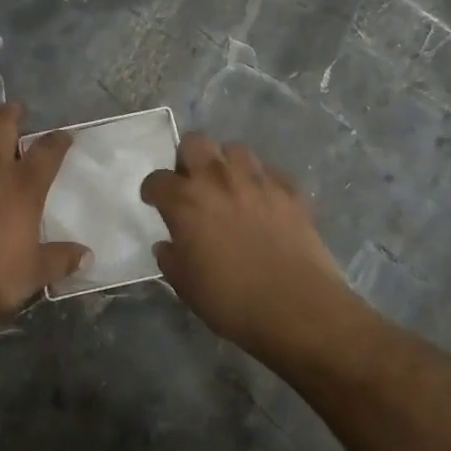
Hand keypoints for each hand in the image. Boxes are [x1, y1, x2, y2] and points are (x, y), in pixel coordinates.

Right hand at [141, 134, 359, 361]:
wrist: (297, 307)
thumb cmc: (232, 301)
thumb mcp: (186, 286)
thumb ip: (171, 259)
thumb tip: (168, 244)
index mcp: (186, 201)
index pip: (158, 180)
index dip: (153, 189)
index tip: (154, 200)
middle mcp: (218, 179)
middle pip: (195, 143)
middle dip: (187, 159)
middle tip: (192, 184)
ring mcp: (257, 180)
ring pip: (235, 149)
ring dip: (226, 164)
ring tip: (229, 187)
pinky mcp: (288, 189)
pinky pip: (268, 172)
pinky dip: (260, 181)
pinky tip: (262, 202)